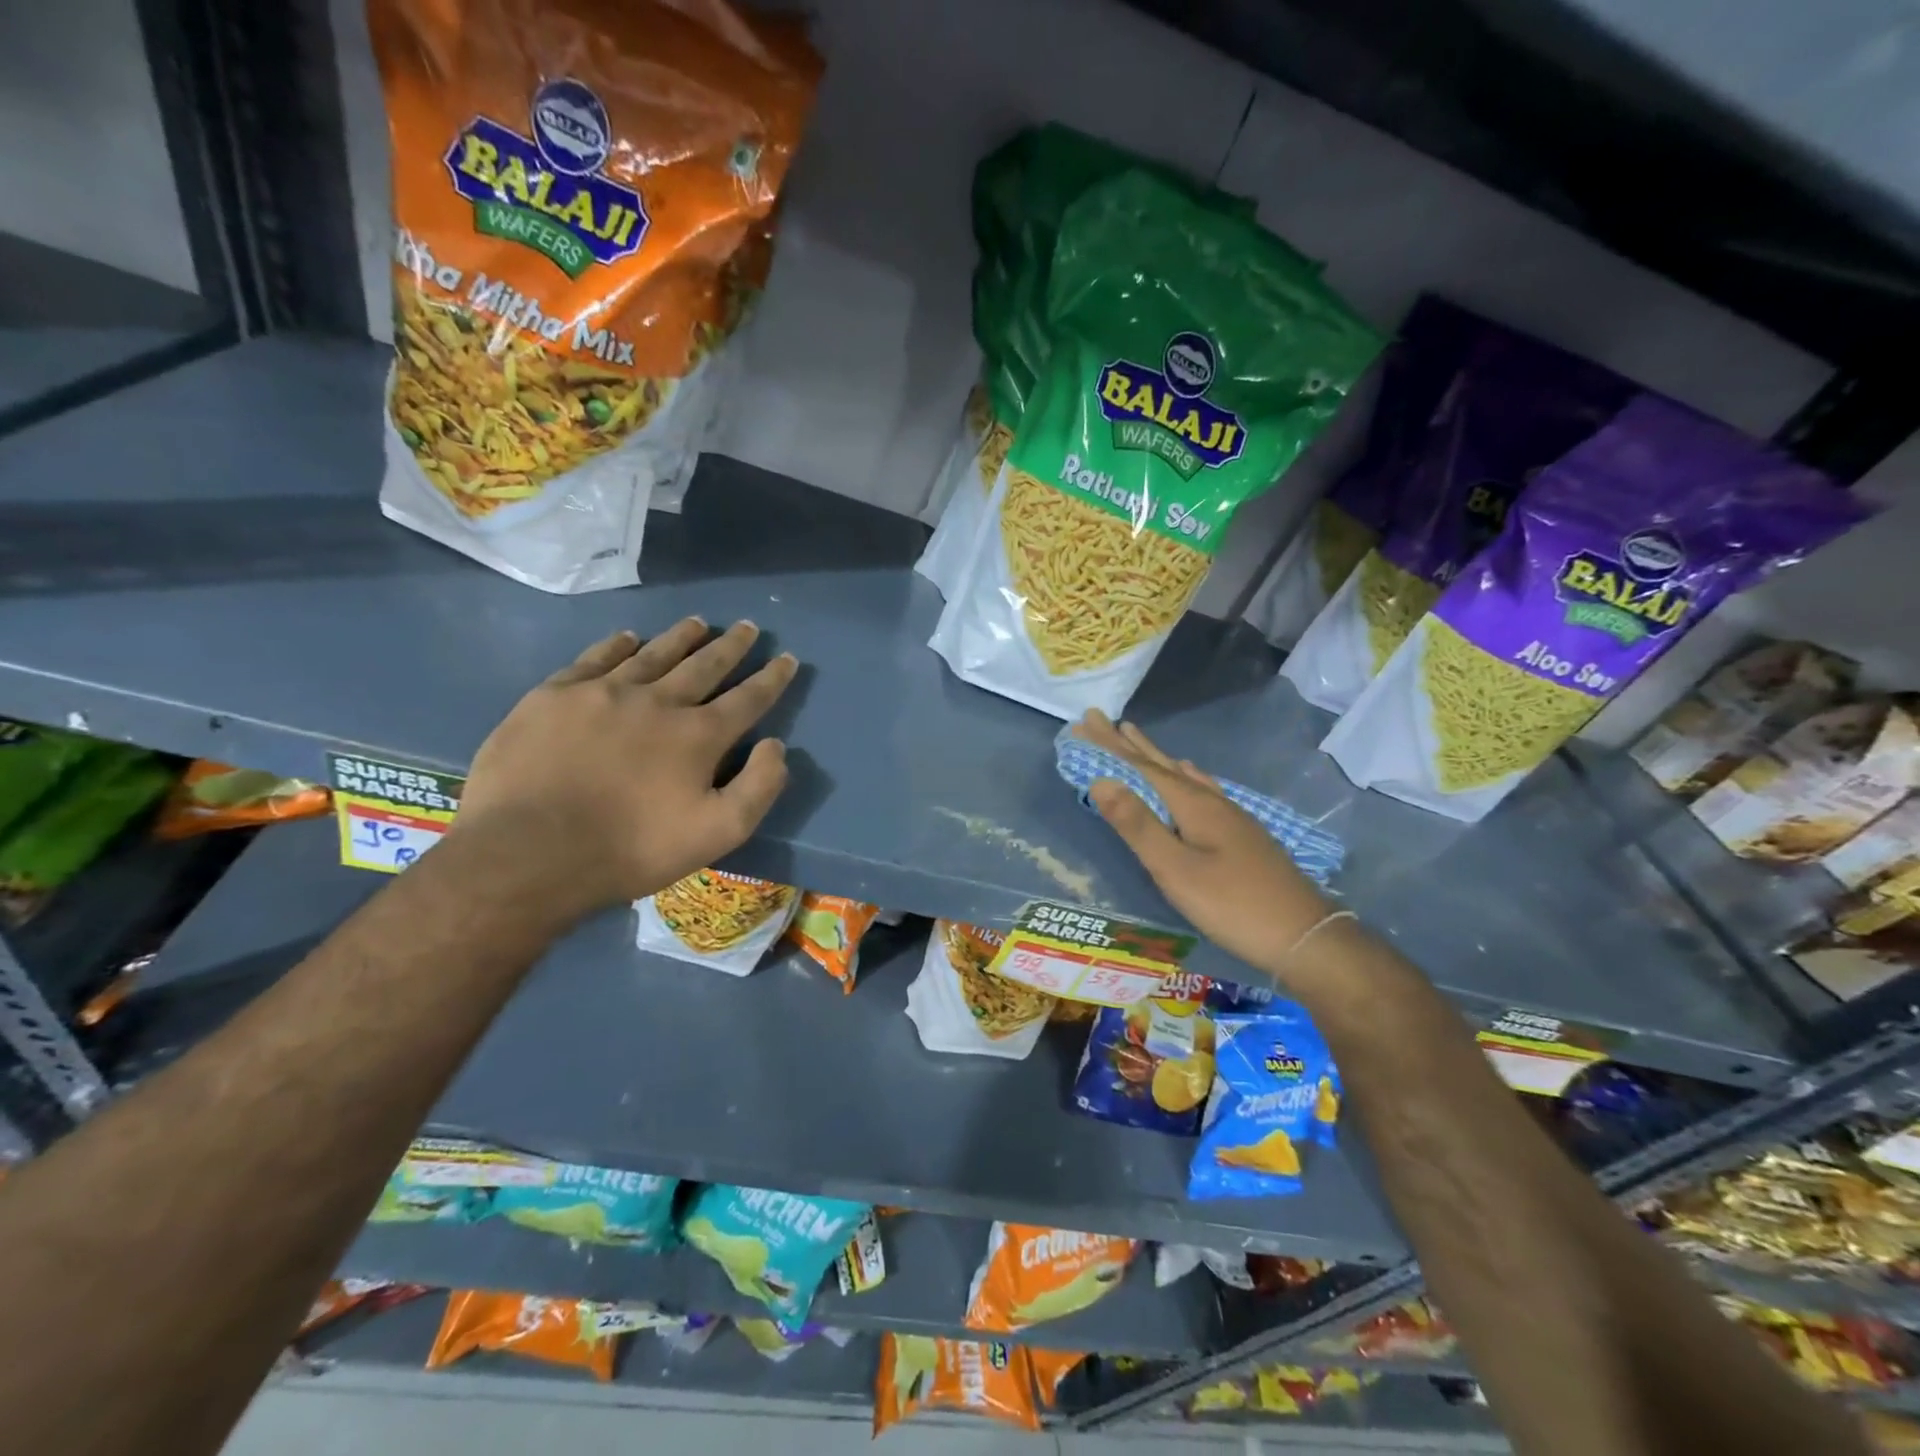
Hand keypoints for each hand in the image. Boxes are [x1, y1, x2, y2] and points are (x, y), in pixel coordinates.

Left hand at [452, 619, 796, 917]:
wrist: (529, 852)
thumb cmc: (631, 848)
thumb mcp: (718, 833)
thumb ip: (758, 787)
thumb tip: (776, 745)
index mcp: (698, 735)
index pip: (747, 698)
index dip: (771, 678)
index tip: (787, 657)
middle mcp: (657, 701)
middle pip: (703, 665)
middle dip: (731, 647)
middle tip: (747, 627)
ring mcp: (602, 692)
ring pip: (653, 654)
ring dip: (680, 637)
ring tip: (699, 623)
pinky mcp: (554, 696)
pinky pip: (596, 658)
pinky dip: (618, 645)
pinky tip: (628, 638)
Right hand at [1078, 711, 1335, 980]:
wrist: (1304, 936)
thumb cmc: (1232, 905)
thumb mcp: (1175, 869)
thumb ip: (1138, 825)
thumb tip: (1101, 780)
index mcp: (1192, 805)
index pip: (1141, 766)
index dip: (1110, 744)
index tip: (1086, 718)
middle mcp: (1211, 801)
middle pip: (1162, 765)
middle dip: (1128, 744)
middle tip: (1101, 720)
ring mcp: (1231, 816)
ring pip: (1183, 776)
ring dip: (1154, 757)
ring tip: (1136, 738)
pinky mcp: (1241, 833)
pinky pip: (1202, 789)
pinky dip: (1185, 776)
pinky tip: (1191, 777)